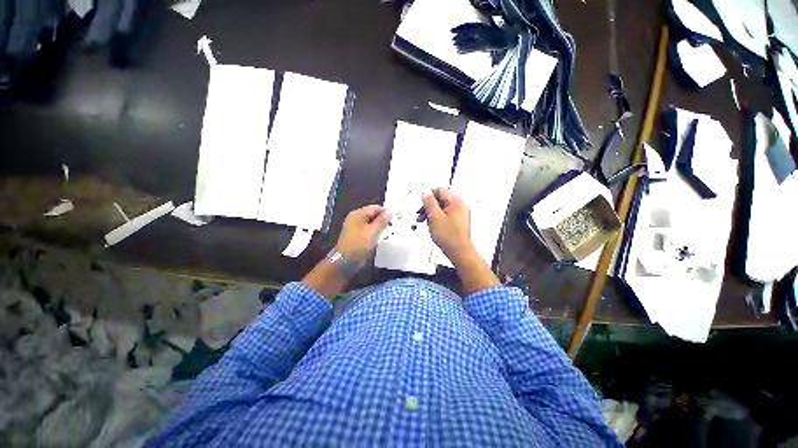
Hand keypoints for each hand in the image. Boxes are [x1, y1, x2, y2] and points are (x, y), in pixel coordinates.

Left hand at [335, 205, 390, 259]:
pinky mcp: (357, 235)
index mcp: (358, 214)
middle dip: (383, 219)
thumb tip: (390, 211)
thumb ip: (382, 221)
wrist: (345, 262)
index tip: (395, 219)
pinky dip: (375, 231)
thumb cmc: (359, 245)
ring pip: (371, 222)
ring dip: (380, 226)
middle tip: (393, 226)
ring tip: (389, 231)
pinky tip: (381, 236)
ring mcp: (355, 227)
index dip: (385, 212)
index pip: (375, 208)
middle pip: (373, 214)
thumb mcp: (372, 232)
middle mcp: (356, 218)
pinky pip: (369, 229)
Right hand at [423, 188, 498, 294]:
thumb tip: (425, 192)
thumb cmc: (447, 235)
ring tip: (424, 222)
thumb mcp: (434, 217)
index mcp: (456, 201)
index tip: (420, 205)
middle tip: (420, 215)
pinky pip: (446, 215)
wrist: (459, 252)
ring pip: (442, 208)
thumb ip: (429, 202)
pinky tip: (432, 226)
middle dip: (429, 206)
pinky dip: (438, 218)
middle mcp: (460, 205)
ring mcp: (460, 214)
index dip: (428, 196)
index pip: (440, 190)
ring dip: (432, 213)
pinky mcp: (459, 222)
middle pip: (441, 199)